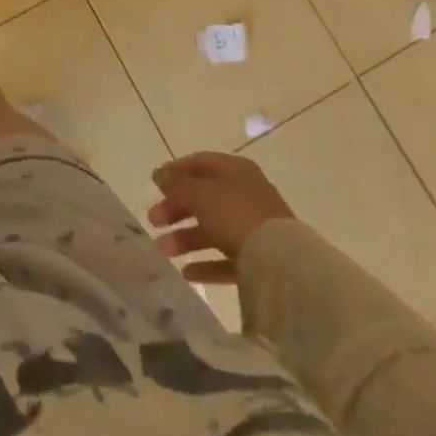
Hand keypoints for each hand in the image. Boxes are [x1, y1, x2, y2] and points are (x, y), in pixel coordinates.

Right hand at [148, 151, 294, 283]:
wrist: (283, 263)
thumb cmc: (235, 214)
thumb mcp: (199, 193)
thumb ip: (177, 186)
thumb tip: (162, 179)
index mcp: (235, 170)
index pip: (199, 163)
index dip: (174, 171)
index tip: (153, 184)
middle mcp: (246, 194)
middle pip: (203, 197)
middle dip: (176, 209)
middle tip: (153, 220)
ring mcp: (255, 228)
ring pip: (213, 229)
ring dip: (186, 238)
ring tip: (162, 250)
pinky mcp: (261, 259)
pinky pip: (227, 258)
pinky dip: (207, 263)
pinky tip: (187, 272)